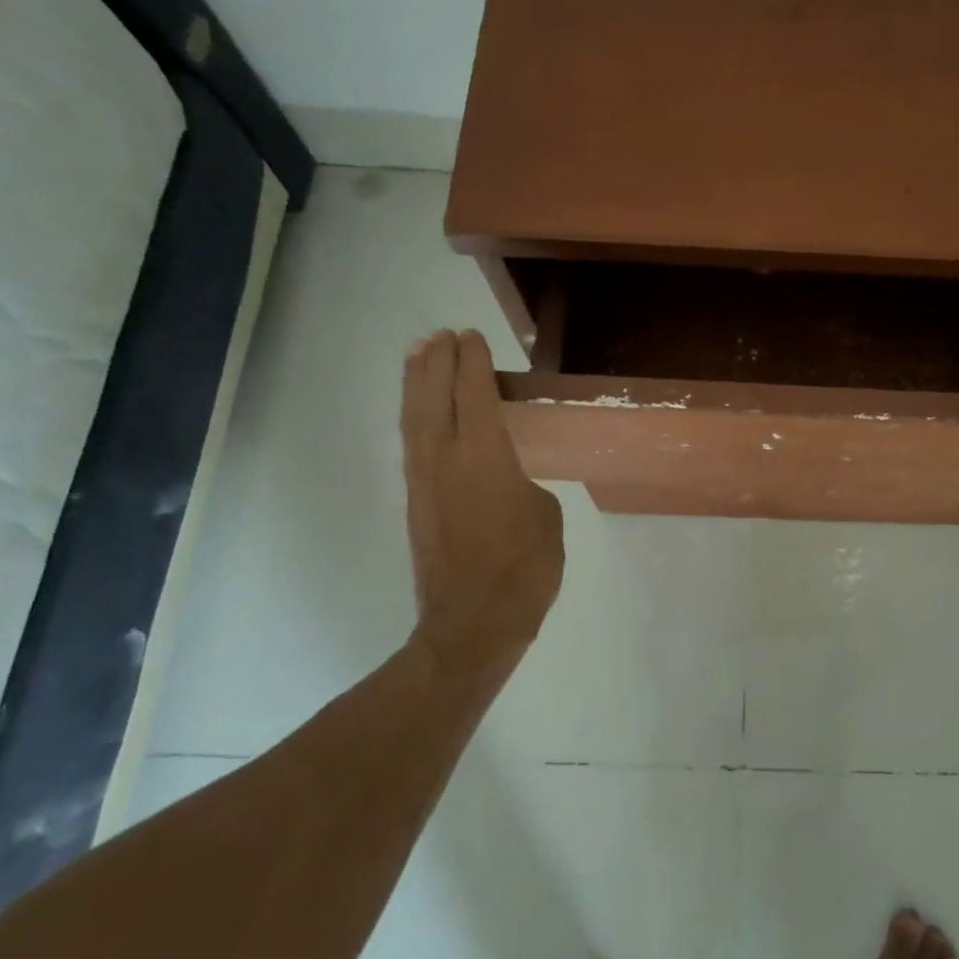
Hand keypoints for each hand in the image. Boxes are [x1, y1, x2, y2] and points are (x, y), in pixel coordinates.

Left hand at [401, 330, 564, 674]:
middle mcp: (445, 458)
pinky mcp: (416, 503)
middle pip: (435, 396)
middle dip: (437, 361)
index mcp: (485, 456)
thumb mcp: (546, 518)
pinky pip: (412, 444)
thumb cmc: (524, 569)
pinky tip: (420, 413)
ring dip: (416, 383)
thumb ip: (526, 487)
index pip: (475, 394)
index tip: (471, 337)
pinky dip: (415, 417)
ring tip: (418, 355)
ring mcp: (424, 481)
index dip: (473, 362)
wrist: (472, 623)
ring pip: (415, 418)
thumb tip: (509, 484)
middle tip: (441, 335)